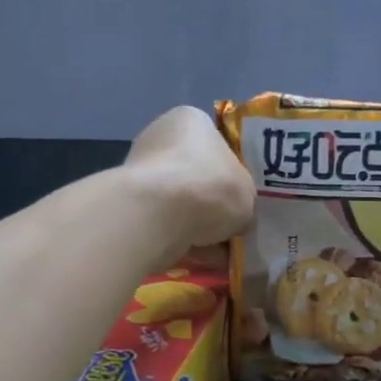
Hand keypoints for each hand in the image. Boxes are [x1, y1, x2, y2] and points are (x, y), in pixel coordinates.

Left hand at [124, 106, 255, 262]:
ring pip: (182, 203)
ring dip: (201, 225)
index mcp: (191, 120)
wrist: (159, 215)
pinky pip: (167, 224)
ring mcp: (142, 173)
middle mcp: (161, 139)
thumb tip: (237, 218)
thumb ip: (244, 200)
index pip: (217, 141)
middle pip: (198, 174)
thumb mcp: (248, 193)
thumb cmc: (211, 186)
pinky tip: (205, 260)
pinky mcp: (132, 206)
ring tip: (224, 250)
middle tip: (236, 223)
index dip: (234, 169)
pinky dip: (184, 240)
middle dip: (215, 201)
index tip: (244, 193)